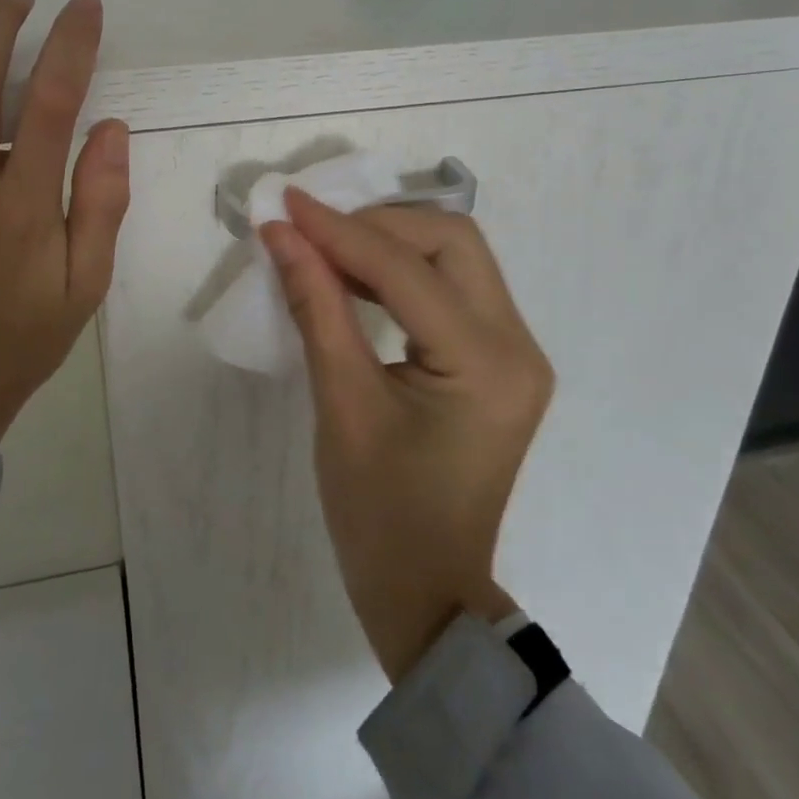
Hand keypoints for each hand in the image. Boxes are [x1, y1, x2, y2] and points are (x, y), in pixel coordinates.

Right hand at [260, 195, 553, 682]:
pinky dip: (403, 271)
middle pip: (451, 242)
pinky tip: (357, 275)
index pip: (406, 270)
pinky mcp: (498, 359)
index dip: (340, 231)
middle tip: (313, 230)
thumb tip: (281, 235)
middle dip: (378, 225)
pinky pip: (452, 287)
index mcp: (485, 363)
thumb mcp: (341, 403)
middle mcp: (516, 344)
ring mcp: (514, 351)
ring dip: (391, 241)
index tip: (286, 205)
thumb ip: (316, 305)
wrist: (428, 593)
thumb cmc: (379, 514)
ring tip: (326, 244)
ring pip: (455, 256)